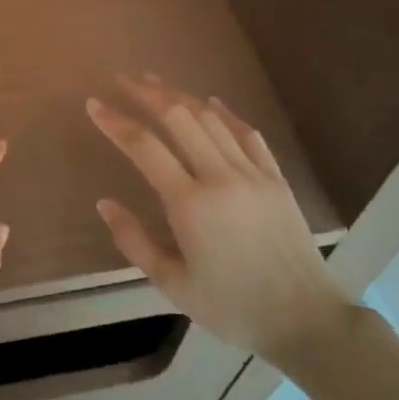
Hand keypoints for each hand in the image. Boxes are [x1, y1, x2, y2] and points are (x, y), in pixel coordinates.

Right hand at [86, 74, 349, 363]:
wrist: (305, 320)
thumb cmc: (232, 308)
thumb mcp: (172, 284)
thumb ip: (134, 241)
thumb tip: (104, 203)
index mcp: (190, 204)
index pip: (144, 147)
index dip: (115, 122)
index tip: (93, 104)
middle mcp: (220, 177)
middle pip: (179, 118)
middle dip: (147, 94)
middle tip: (123, 80)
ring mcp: (253, 174)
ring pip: (212, 119)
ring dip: (181, 96)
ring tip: (156, 83)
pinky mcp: (276, 179)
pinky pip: (248, 134)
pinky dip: (226, 113)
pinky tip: (211, 102)